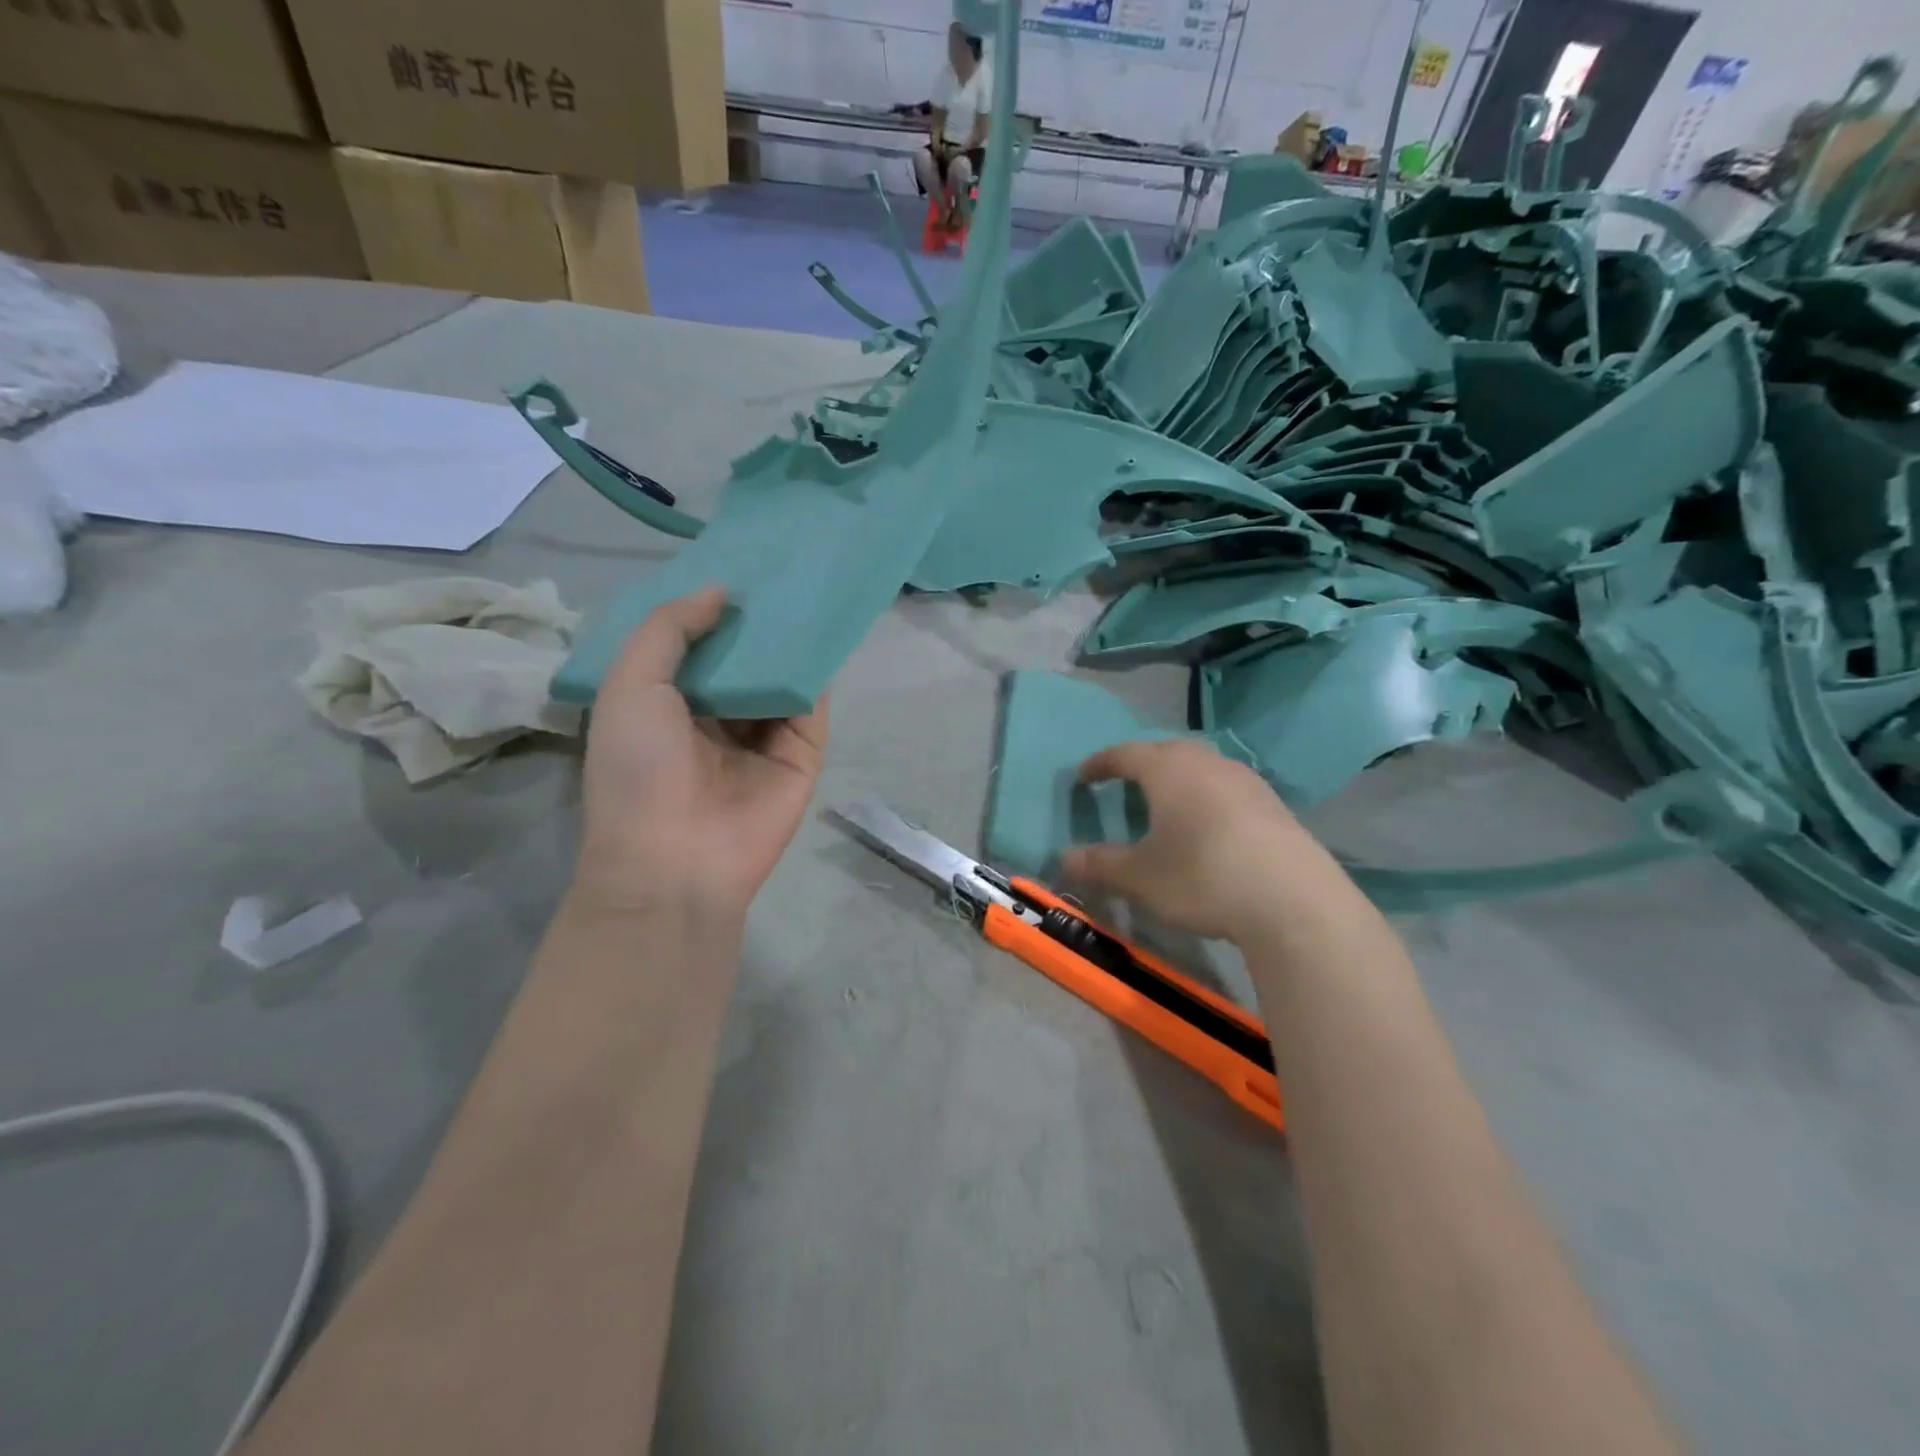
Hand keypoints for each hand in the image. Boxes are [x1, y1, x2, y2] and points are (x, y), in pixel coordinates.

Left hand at [573, 587, 828, 925]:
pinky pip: (811, 706)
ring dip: (789, 641)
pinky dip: (816, 674)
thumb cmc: (638, 770)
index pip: (693, 646)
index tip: (728, 563)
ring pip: (779, 678)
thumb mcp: (629, 686)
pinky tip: (823, 632)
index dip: (706, 608)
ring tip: (805, 585)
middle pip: (742, 659)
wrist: (677, 859)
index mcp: (666, 705)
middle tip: (775, 566)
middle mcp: (715, 718)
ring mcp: (761, 738)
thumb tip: (719, 591)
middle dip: (753, 620)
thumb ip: (668, 630)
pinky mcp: (801, 755)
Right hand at [1061, 739, 1351, 943]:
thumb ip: (1099, 864)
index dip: (1099, 764)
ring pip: (1200, 768)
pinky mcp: (1274, 804)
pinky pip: (1226, 789)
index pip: (1124, 753)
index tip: (1082, 777)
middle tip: (1124, 784)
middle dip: (1140, 766)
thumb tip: (1064, 858)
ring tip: (1165, 805)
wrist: (1294, 901)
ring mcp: (1246, 780)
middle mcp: (1207, 762)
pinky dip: (1206, 799)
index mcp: (1168, 768)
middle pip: (1165, 753)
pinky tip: (1209, 828)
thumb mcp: (1140, 877)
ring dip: (1177, 781)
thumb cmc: (1202, 877)